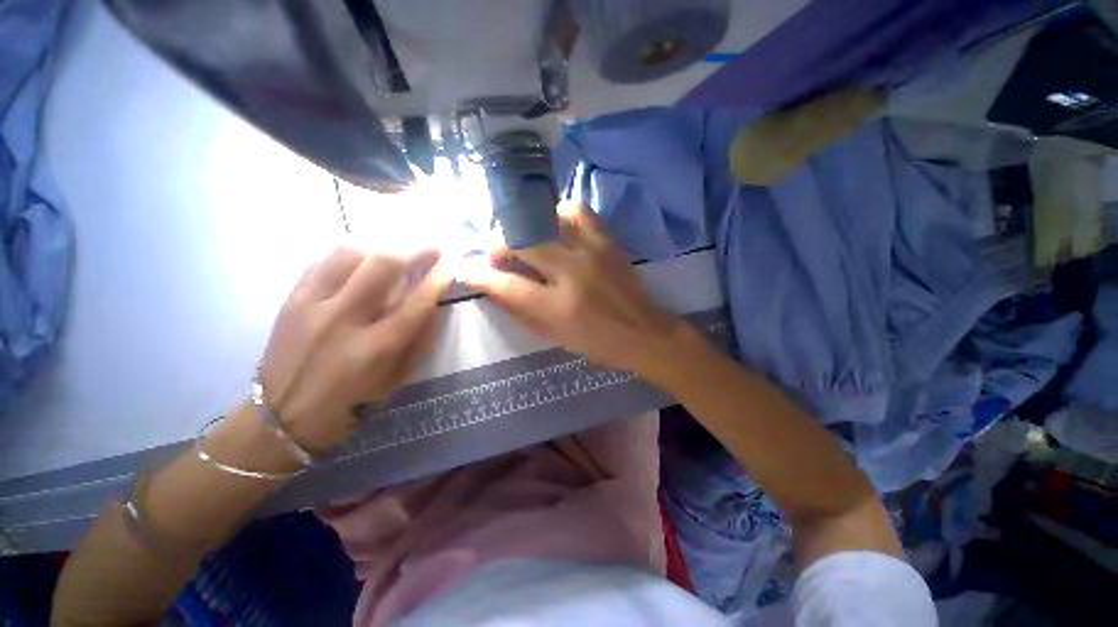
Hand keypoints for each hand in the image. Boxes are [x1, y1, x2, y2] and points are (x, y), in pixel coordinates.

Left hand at [257, 246, 452, 454]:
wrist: (282, 417)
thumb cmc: (351, 403)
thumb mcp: (398, 379)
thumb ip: (419, 339)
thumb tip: (434, 303)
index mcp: (378, 347)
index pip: (418, 300)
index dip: (440, 277)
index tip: (452, 264)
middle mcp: (346, 319)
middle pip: (384, 264)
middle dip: (415, 248)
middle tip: (432, 246)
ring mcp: (314, 305)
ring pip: (351, 252)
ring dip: (383, 244)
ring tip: (399, 248)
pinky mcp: (292, 299)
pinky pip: (323, 259)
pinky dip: (351, 251)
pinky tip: (364, 255)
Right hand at [461, 202, 692, 377]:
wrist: (645, 333)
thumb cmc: (598, 343)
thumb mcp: (555, 336)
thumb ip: (522, 310)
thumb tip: (493, 286)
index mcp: (558, 308)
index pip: (507, 286)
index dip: (481, 276)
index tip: (467, 269)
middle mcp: (572, 273)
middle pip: (522, 242)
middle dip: (498, 244)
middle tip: (496, 251)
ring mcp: (592, 252)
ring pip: (546, 218)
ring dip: (527, 225)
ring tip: (525, 237)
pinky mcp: (608, 241)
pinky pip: (577, 211)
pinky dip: (558, 214)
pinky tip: (554, 226)